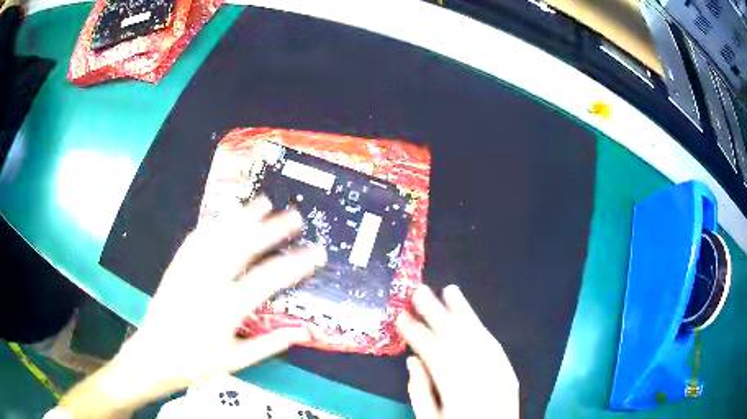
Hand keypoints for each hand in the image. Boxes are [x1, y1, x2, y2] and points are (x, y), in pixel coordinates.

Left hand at [58, 196, 325, 414]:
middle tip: (293, 216)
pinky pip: (195, 239)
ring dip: (242, 217)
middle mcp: (208, 281)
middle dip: (272, 229)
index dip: (295, 264)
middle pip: (244, 247)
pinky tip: (222, 216)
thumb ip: (270, 344)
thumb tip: (302, 333)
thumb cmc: (196, 362)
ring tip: (261, 202)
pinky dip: (212, 224)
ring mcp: (190, 270)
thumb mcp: (236, 360)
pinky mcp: (176, 266)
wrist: (155, 355)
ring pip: (219, 236)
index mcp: (226, 307)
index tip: (315, 253)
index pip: (268, 279)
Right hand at [396, 285, 518, 417]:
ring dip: (462, 312)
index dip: (416, 333)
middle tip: (418, 291)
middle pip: (457, 338)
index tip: (400, 316)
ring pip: (478, 336)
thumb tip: (411, 360)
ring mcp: (498, 373)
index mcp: (457, 391)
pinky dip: (480, 327)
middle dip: (437, 312)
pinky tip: (470, 315)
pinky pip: (494, 345)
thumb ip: (420, 392)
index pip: (433, 354)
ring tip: (448, 291)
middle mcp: (480, 377)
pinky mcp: (509, 372)